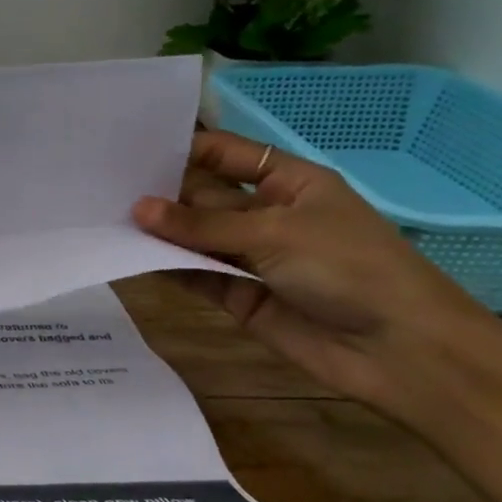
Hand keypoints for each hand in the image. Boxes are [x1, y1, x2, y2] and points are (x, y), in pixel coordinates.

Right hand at [133, 129, 501, 428]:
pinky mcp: (238, 294)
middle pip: (203, 196)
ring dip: (158, 231)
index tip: (130, 150)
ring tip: (103, 218)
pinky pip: (195, 273)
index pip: (226, 155)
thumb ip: (202, 225)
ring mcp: (251, 256)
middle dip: (160, 192)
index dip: (184, 150)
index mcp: (289, 183)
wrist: (399, 351)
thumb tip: (137, 209)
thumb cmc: (349, 268)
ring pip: (194, 237)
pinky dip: (166, 266)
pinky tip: (128, 255)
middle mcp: (266, 214)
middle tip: (102, 186)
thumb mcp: (275, 233)